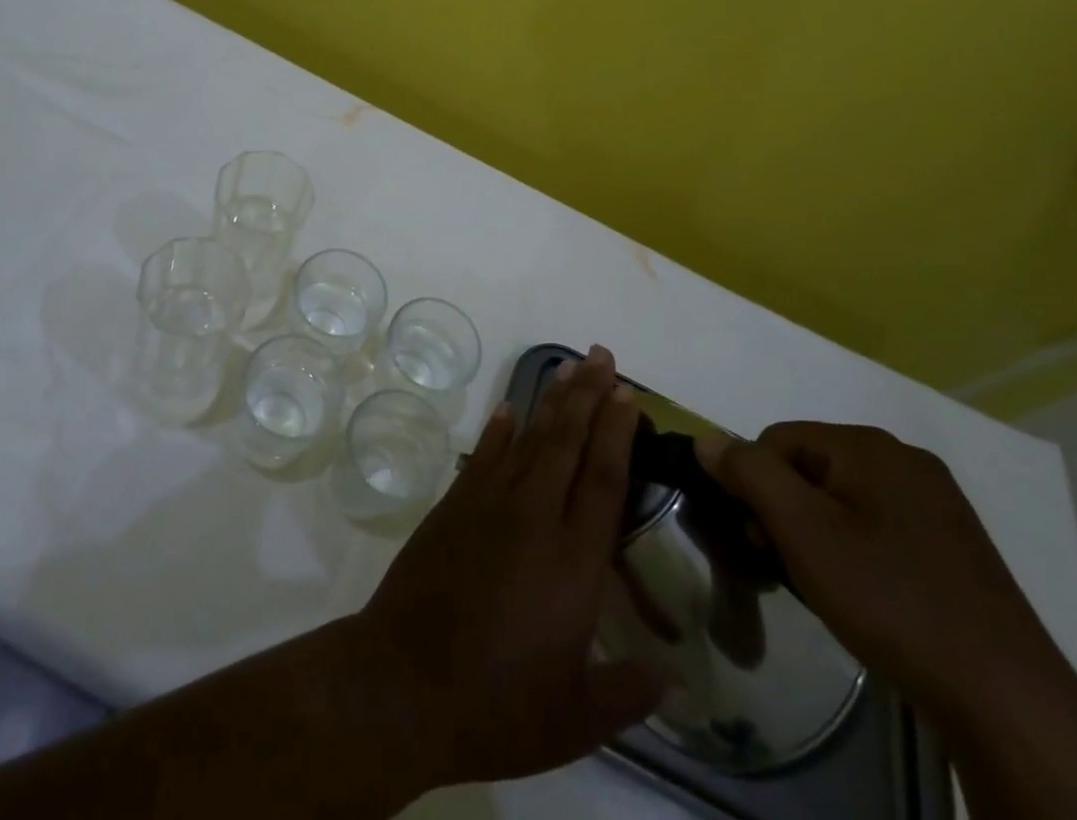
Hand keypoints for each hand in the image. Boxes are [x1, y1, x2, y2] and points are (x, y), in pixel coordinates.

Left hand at [350, 345, 664, 790]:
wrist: (403, 683)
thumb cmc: (497, 706)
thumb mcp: (575, 719)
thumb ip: (627, 693)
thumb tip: (672, 680)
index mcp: (574, 563)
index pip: (603, 479)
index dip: (618, 432)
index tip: (628, 394)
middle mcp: (534, 517)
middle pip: (568, 441)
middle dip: (588, 395)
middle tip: (602, 356)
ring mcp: (488, 504)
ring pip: (529, 438)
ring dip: (552, 400)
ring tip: (569, 366)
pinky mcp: (453, 505)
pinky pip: (484, 455)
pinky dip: (500, 429)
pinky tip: (510, 408)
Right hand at [696, 422, 1070, 726]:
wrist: (1008, 703)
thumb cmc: (890, 600)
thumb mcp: (802, 530)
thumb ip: (748, 473)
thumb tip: (707, 439)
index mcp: (870, 446)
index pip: (777, 439)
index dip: (755, 484)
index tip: (758, 537)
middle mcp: (906, 460)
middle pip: (810, 466)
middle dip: (785, 509)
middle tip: (783, 562)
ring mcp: (937, 504)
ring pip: (843, 499)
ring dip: (817, 532)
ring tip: (822, 584)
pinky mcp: (954, 546)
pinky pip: (879, 526)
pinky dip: (855, 549)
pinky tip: (865, 594)